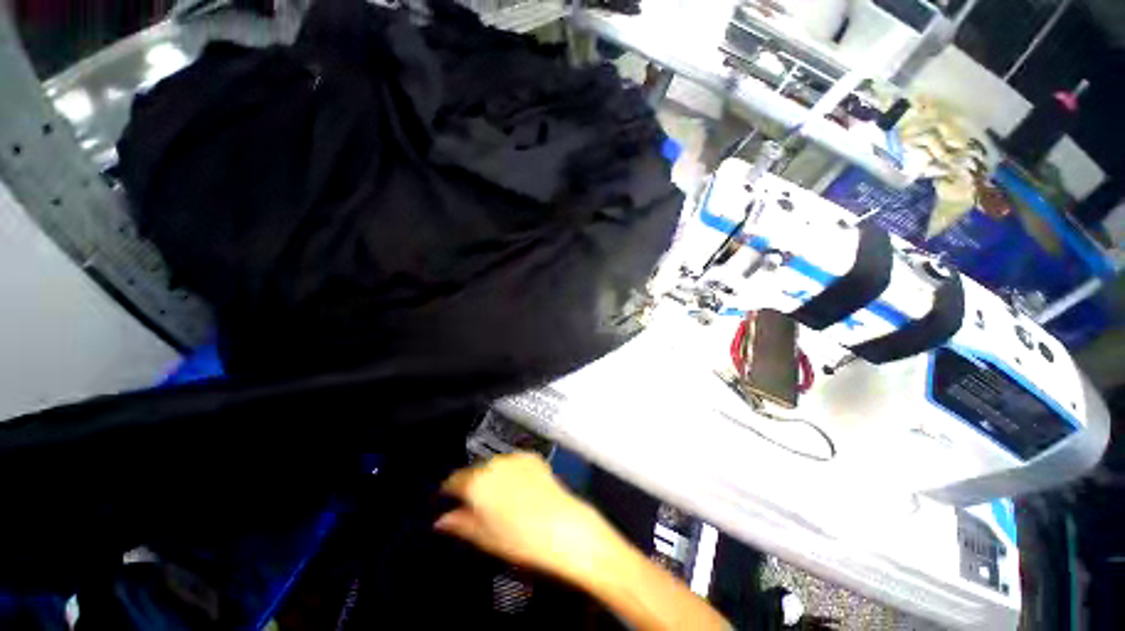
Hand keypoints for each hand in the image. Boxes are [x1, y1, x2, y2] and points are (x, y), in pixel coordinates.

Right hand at [434, 452, 620, 586]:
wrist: (562, 527)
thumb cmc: (519, 539)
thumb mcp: (484, 537)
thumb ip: (459, 524)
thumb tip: (441, 520)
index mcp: (477, 482)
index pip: (453, 480)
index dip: (449, 493)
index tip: (449, 503)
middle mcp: (494, 463)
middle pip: (475, 471)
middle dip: (473, 485)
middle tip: (478, 507)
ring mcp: (516, 458)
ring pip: (495, 465)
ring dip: (493, 477)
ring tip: (502, 499)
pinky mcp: (533, 458)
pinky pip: (514, 463)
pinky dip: (512, 473)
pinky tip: (520, 491)